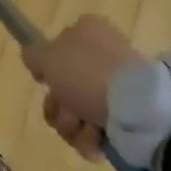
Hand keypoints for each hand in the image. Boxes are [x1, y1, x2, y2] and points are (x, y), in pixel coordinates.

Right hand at [22, 15, 146, 160]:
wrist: (137, 108)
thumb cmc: (87, 73)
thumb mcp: (48, 57)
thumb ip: (33, 54)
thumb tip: (32, 58)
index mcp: (87, 30)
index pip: (57, 47)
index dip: (47, 68)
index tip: (44, 81)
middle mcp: (102, 54)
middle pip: (64, 84)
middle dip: (58, 106)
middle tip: (65, 110)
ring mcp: (116, 86)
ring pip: (77, 110)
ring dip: (72, 124)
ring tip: (84, 128)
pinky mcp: (128, 116)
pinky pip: (97, 128)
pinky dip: (91, 138)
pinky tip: (97, 139)